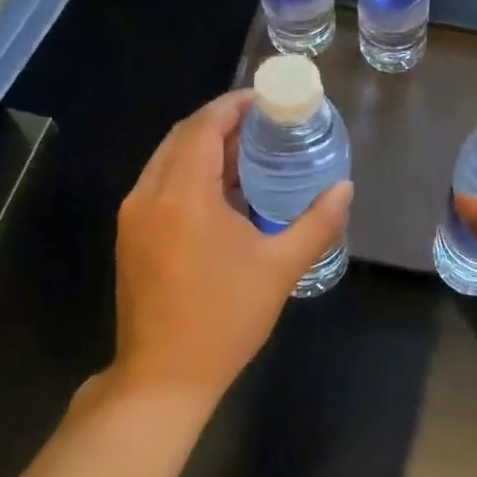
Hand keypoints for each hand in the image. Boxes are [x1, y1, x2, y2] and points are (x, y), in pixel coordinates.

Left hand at [109, 90, 352, 399]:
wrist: (164, 378)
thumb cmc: (225, 318)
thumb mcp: (281, 268)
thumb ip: (318, 222)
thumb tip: (345, 188)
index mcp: (183, 195)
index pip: (204, 128)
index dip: (234, 105)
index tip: (266, 98)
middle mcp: (149, 195)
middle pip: (182, 136)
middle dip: (221, 121)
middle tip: (263, 122)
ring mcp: (134, 216)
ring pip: (167, 159)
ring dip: (203, 146)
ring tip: (248, 149)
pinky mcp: (131, 235)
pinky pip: (160, 183)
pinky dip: (189, 171)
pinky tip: (222, 188)